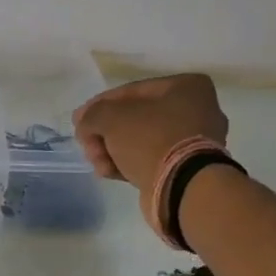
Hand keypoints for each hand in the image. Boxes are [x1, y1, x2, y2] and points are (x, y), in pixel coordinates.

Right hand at [73, 74, 229, 193]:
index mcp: (186, 87)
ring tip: (98, 165)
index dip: (99, 105)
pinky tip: (108, 173)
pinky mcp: (186, 169)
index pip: (131, 91)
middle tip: (87, 146)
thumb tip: (84, 121)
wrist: (182, 188)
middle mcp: (196, 110)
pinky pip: (150, 160)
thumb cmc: (151, 140)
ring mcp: (193, 142)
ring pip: (140, 141)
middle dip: (105, 134)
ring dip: (112, 151)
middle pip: (134, 118)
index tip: (79, 121)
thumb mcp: (112, 118)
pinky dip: (127, 164)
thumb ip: (93, 114)